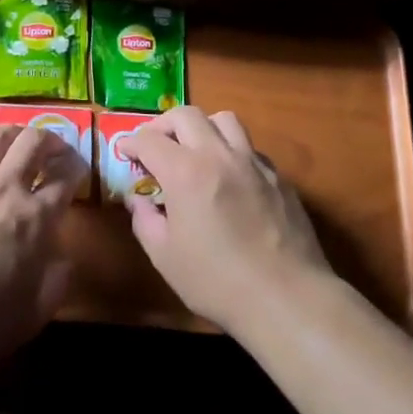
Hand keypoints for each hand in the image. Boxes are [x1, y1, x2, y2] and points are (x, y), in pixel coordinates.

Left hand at [0, 124, 84, 369]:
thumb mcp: (34, 313)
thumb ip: (56, 279)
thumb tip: (63, 257)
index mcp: (35, 217)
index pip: (65, 176)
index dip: (77, 169)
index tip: (79, 171)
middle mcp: (5, 187)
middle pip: (33, 141)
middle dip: (51, 139)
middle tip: (55, 150)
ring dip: (16, 134)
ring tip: (19, 145)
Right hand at [125, 106, 332, 334]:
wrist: (287, 299)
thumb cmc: (217, 281)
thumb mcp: (164, 257)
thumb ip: (144, 220)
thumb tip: (138, 199)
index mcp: (185, 172)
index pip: (149, 140)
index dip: (131, 142)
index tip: (124, 151)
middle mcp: (218, 155)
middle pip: (186, 115)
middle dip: (163, 125)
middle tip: (155, 145)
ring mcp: (253, 162)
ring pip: (224, 120)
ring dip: (202, 127)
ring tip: (194, 150)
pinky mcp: (278, 177)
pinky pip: (249, 147)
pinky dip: (231, 151)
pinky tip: (229, 177)